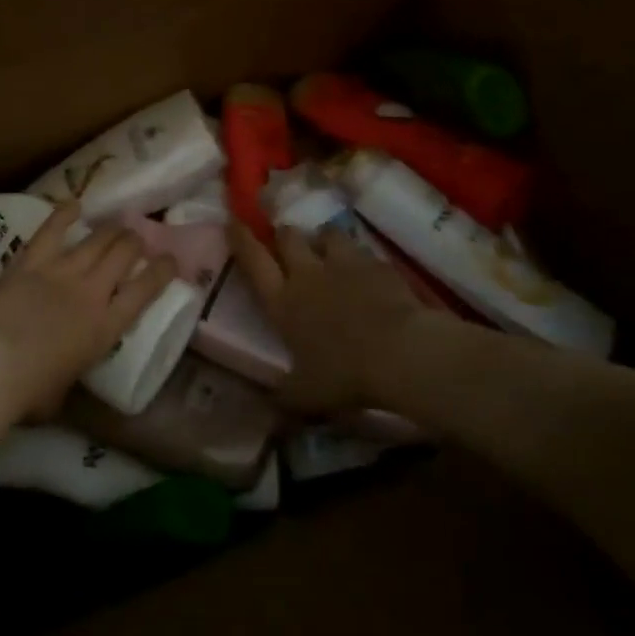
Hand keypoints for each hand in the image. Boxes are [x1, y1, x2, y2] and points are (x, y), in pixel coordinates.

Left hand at [0, 204, 178, 419]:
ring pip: (96, 239)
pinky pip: (51, 231)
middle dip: (134, 242)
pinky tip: (74, 204)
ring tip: (118, 223)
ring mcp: (62, 271)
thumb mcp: (65, 391)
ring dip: (111, 229)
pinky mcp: (31, 262)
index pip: (146, 290)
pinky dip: (64, 215)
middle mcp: (92, 292)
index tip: (170, 259)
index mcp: (106, 328)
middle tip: (136, 239)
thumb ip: (72, 372)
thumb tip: (65, 374)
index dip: (163, 270)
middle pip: (124, 254)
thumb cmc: (29, 393)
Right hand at [229, 221, 440, 415]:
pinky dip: (360, 259)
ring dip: (323, 240)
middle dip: (285, 236)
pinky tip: (367, 273)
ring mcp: (345, 264)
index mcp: (283, 302)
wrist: (401, 352)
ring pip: (327, 234)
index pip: (253, 261)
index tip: (233, 221)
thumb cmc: (343, 375)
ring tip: (328, 250)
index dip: (241, 240)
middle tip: (287, 243)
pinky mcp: (378, 265)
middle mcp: (308, 274)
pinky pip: (363, 252)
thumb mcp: (305, 397)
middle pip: (289, 237)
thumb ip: (284, 398)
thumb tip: (266, 414)